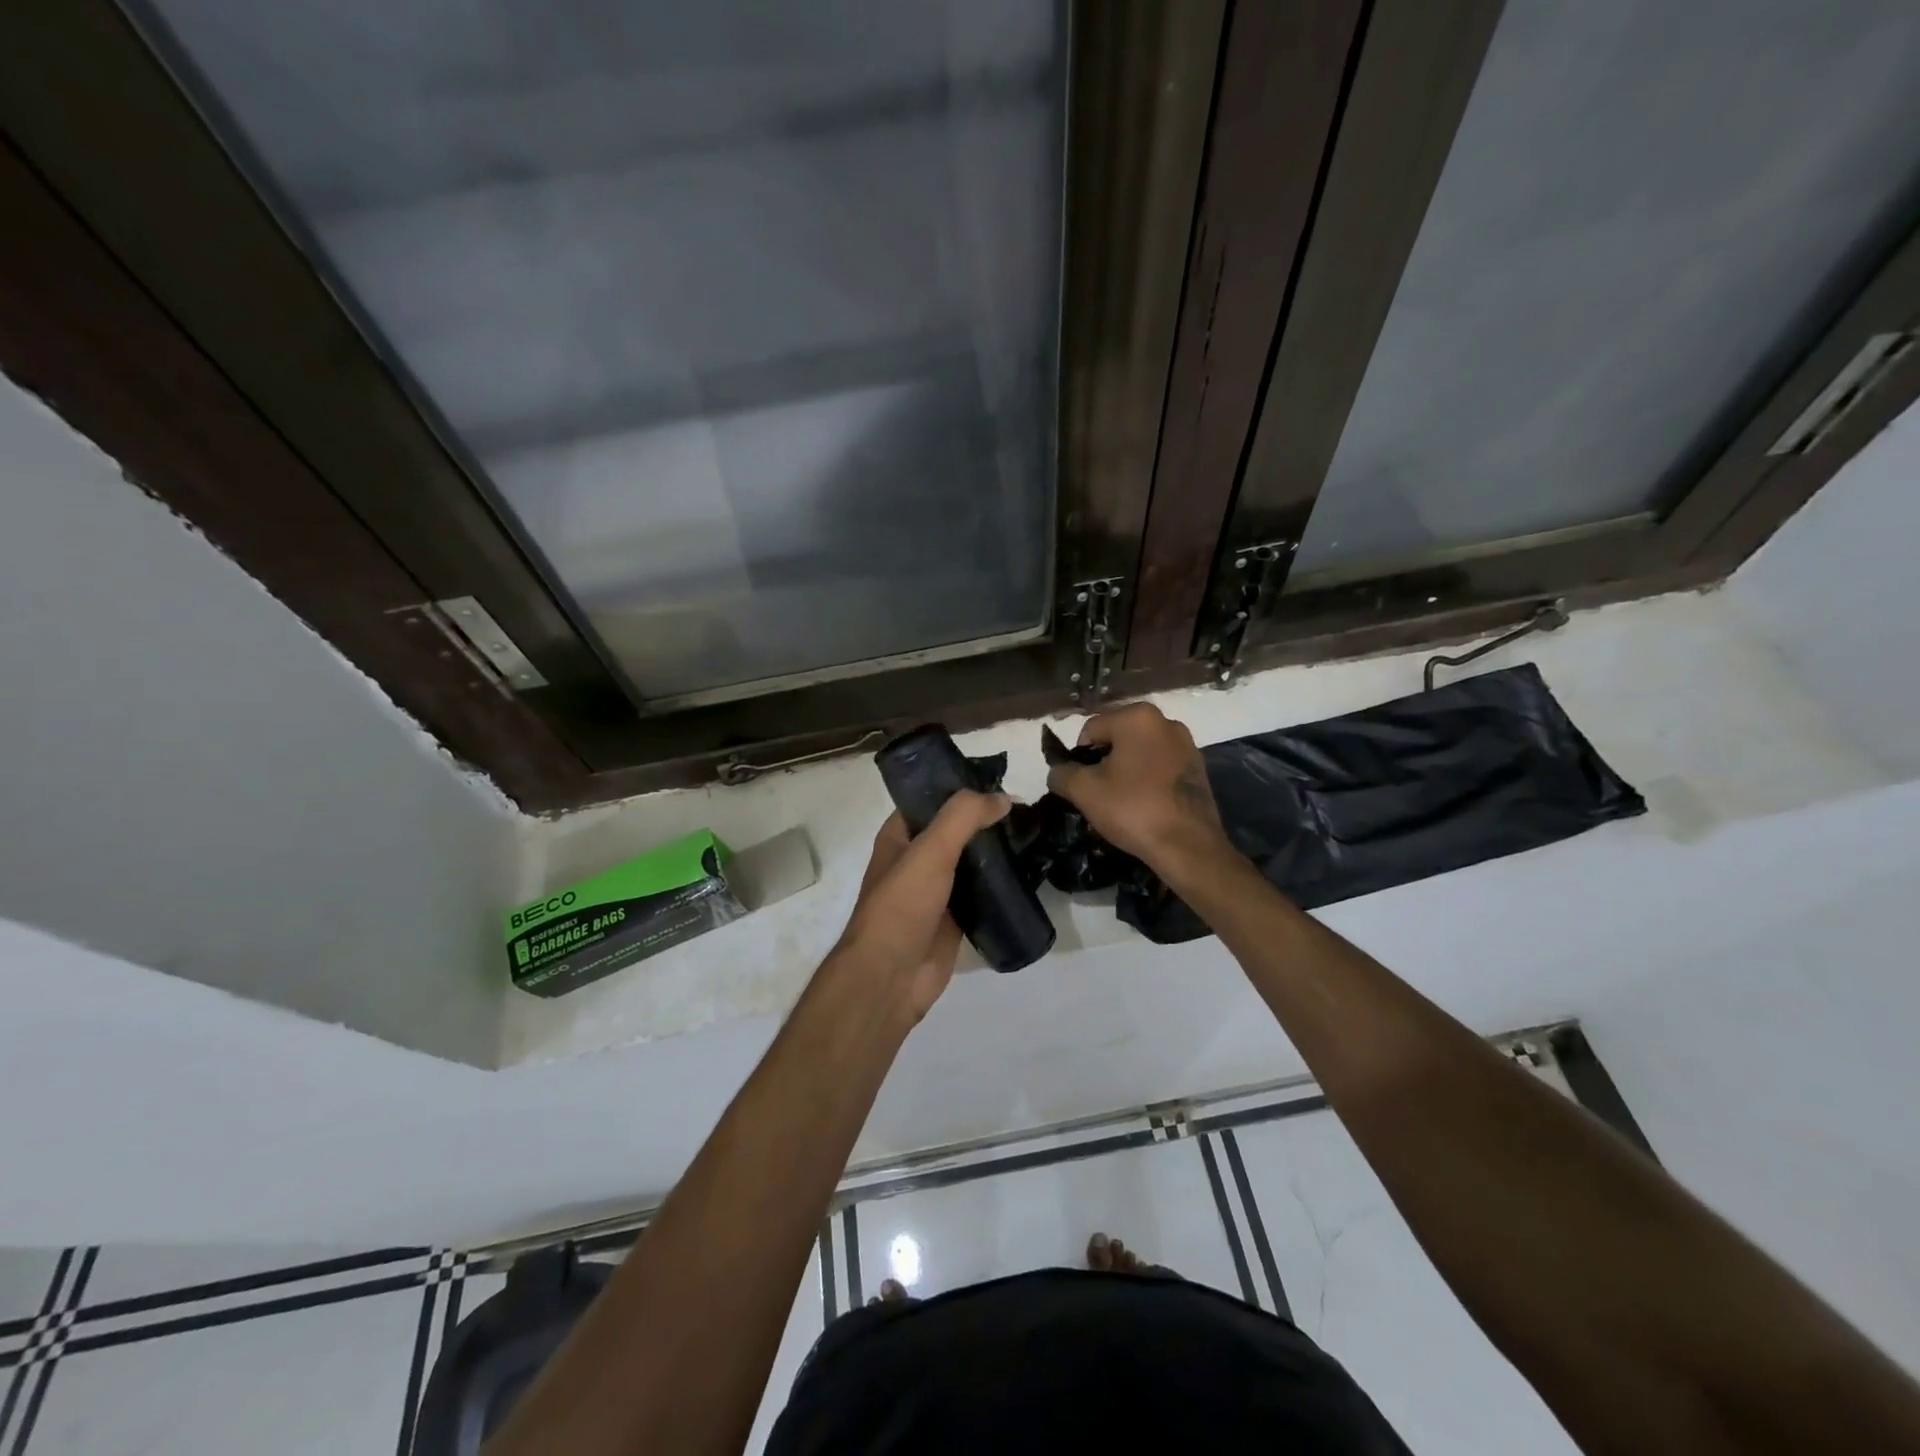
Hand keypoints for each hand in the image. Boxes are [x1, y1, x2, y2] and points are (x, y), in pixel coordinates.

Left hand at [829, 791, 1010, 1020]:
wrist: (891, 978)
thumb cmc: (902, 906)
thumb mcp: (930, 851)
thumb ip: (963, 817)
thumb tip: (1003, 798)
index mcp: (900, 836)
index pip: (932, 799)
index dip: (962, 788)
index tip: (1002, 782)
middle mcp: (917, 859)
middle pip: (956, 830)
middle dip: (988, 820)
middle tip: (1029, 810)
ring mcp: (937, 891)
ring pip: (972, 862)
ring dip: (998, 851)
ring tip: (1036, 836)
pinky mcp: (955, 919)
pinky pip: (982, 894)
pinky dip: (1002, 884)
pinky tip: (1030, 873)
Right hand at [1046, 703, 1228, 872]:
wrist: (1188, 846)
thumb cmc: (1133, 809)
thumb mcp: (1084, 791)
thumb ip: (1061, 773)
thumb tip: (1058, 771)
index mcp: (1137, 717)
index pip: (1090, 730)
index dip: (1079, 758)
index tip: (1081, 786)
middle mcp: (1165, 721)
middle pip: (1117, 738)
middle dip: (1104, 763)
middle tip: (1099, 795)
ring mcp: (1186, 744)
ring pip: (1139, 753)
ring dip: (1126, 771)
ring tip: (1122, 802)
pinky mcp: (1198, 767)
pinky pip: (1160, 766)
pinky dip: (1148, 780)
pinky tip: (1145, 805)